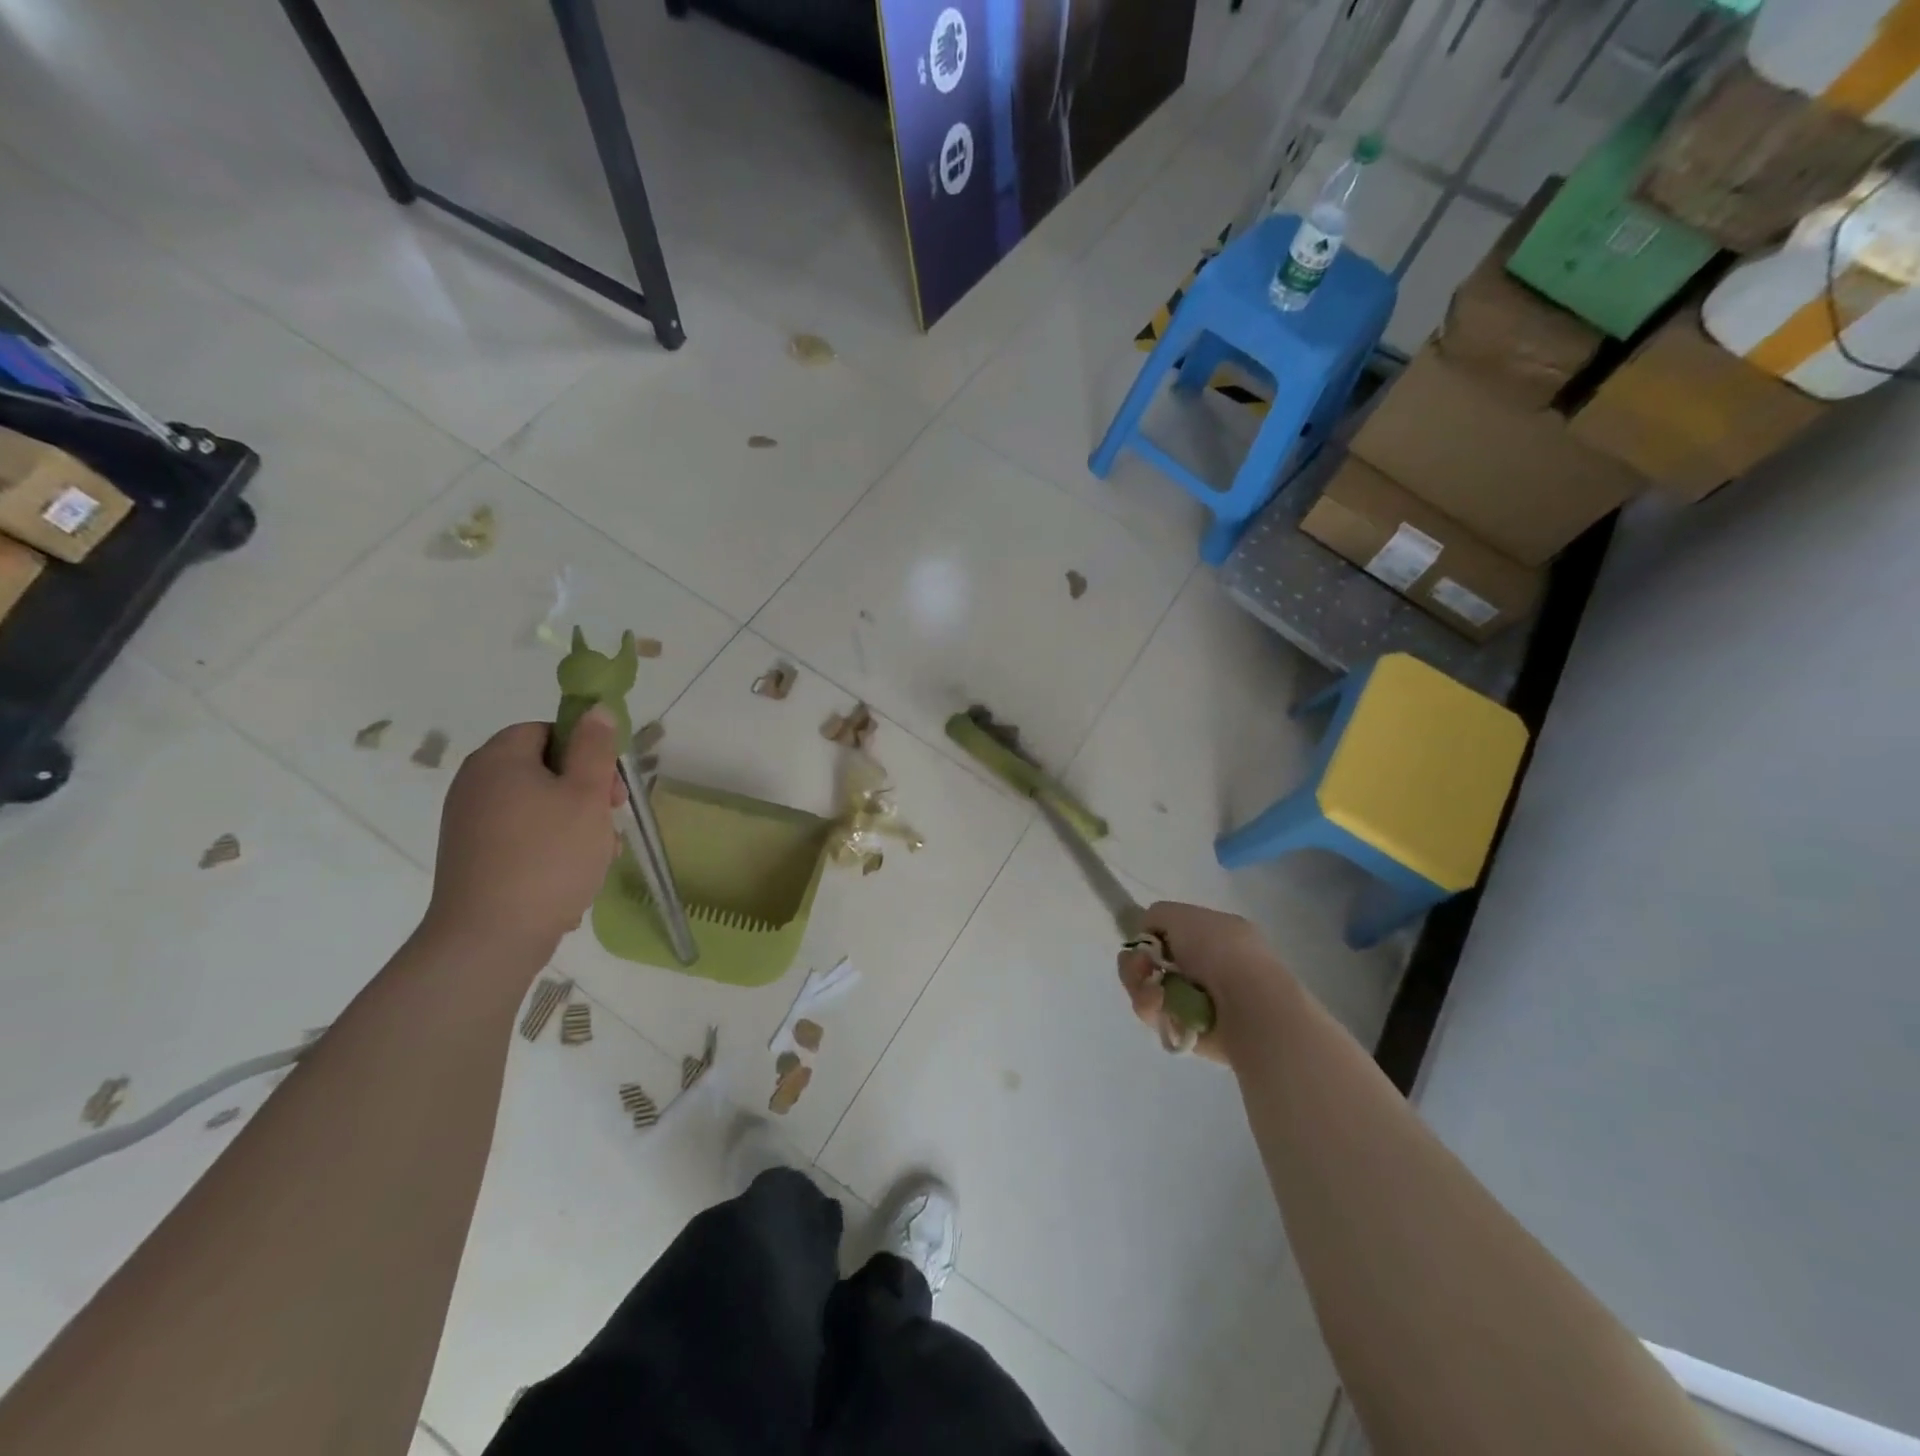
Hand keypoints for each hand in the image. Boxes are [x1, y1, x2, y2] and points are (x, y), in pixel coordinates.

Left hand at [420, 709, 625, 968]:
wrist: (490, 938)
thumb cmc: (548, 856)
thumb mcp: (587, 795)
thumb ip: (595, 748)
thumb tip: (595, 709)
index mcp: (499, 760)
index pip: (546, 730)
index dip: (585, 750)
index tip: (609, 785)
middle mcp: (476, 785)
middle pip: (543, 769)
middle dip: (585, 792)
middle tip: (609, 821)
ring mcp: (469, 824)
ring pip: (538, 807)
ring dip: (574, 824)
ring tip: (598, 857)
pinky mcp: (472, 858)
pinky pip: (521, 837)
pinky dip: (550, 848)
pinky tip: (571, 877)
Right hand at [1117, 902, 1291, 1066]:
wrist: (1249, 1007)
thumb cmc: (1218, 952)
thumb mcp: (1180, 914)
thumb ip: (1156, 916)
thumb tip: (1146, 936)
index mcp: (1216, 935)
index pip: (1171, 934)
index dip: (1151, 938)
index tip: (1144, 943)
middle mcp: (1209, 966)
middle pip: (1153, 963)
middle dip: (1138, 964)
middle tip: (1141, 968)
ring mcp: (1200, 999)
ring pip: (1150, 989)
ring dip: (1141, 987)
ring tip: (1153, 994)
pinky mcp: (1191, 1029)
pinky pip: (1157, 1016)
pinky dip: (1152, 1010)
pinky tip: (1160, 1008)